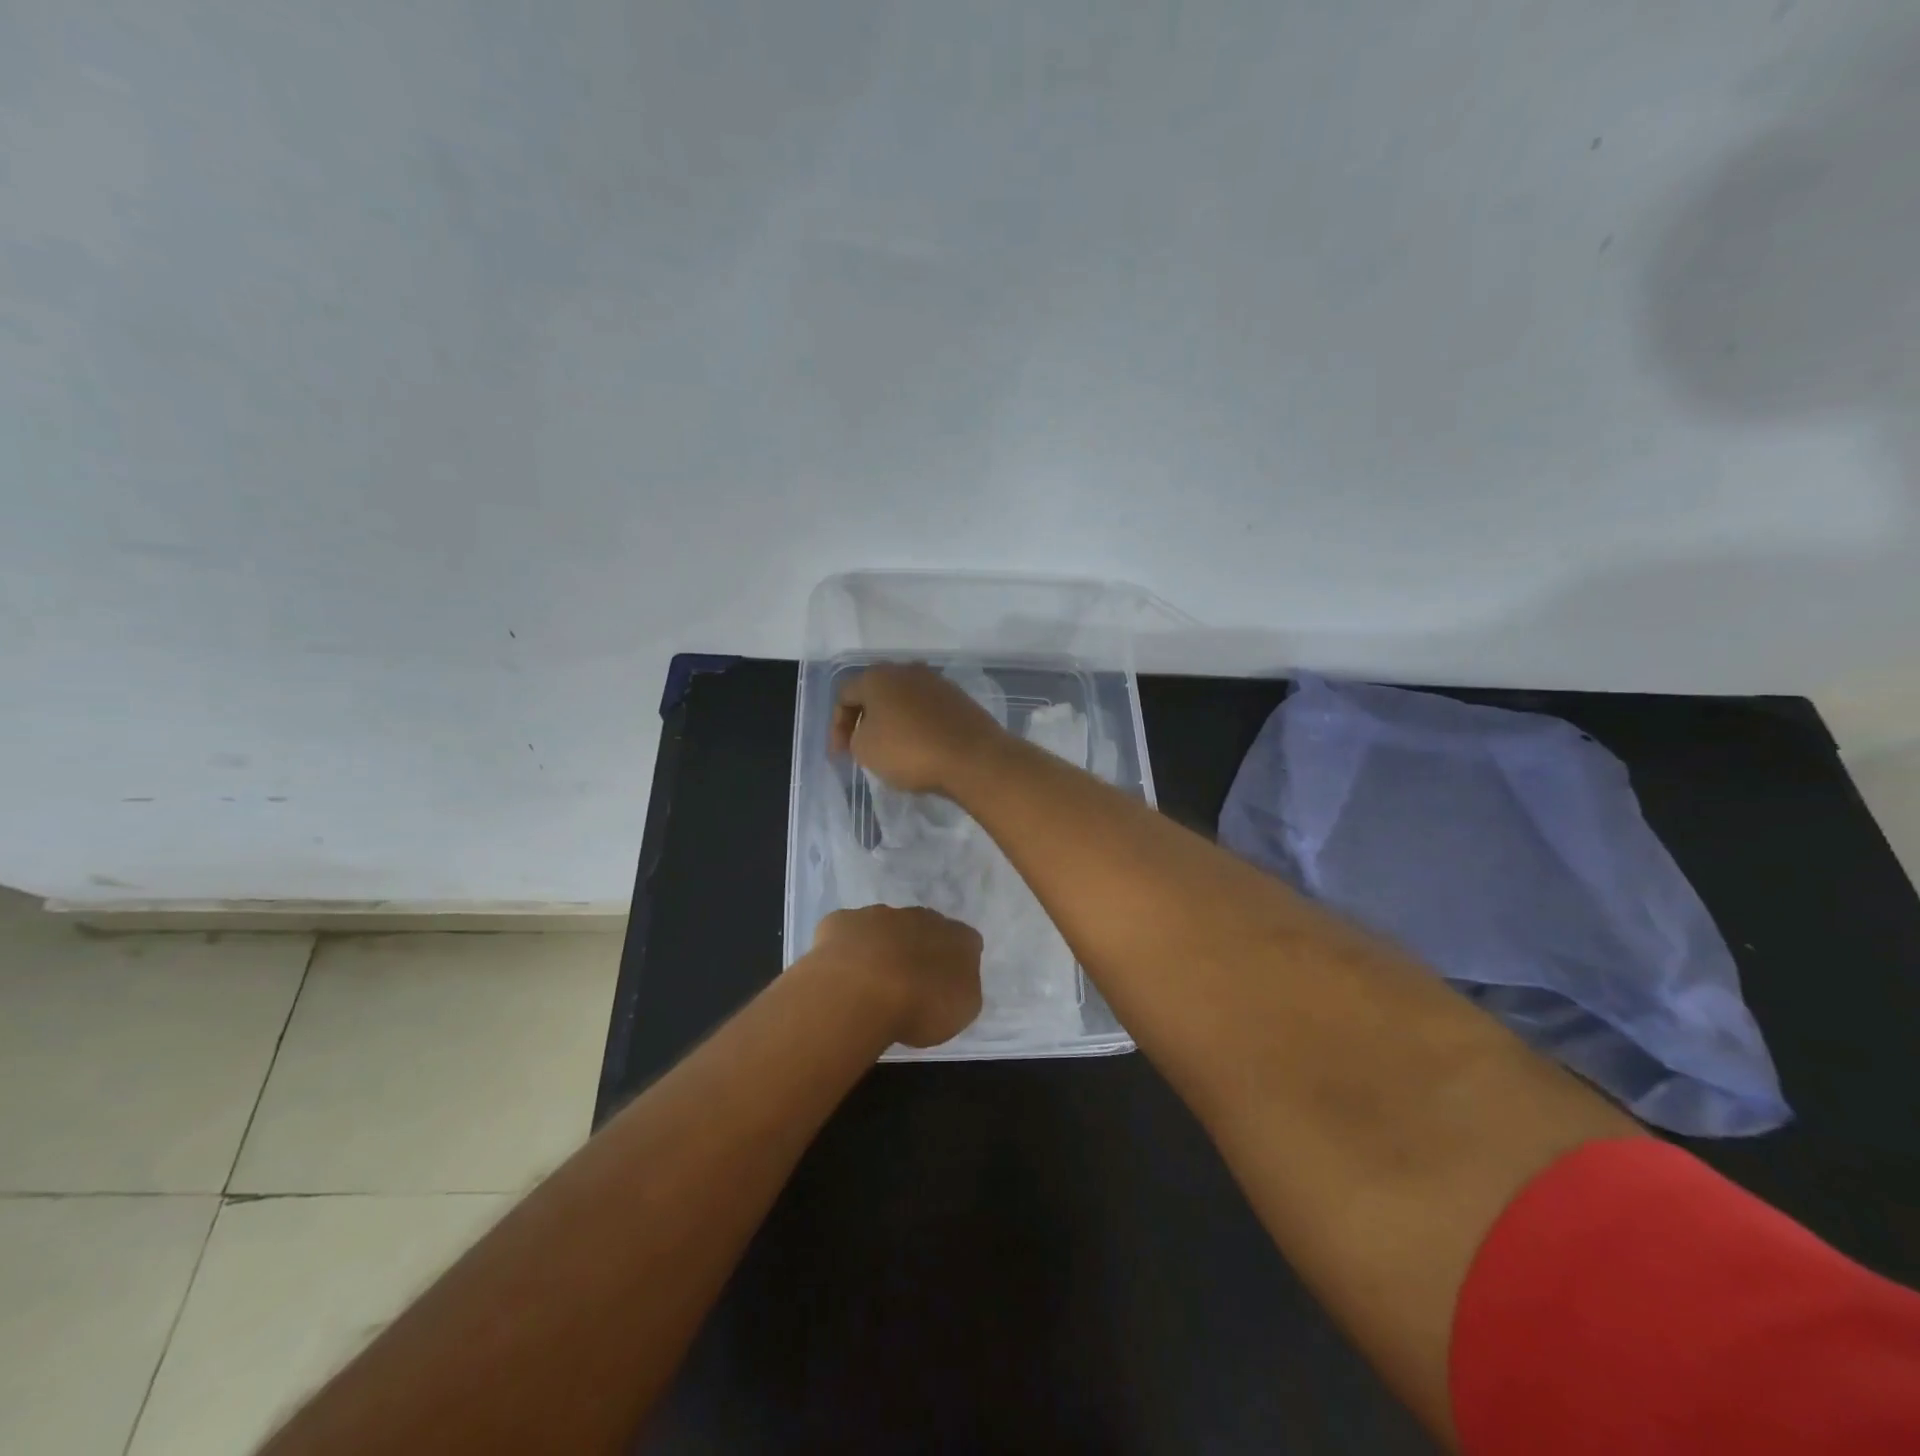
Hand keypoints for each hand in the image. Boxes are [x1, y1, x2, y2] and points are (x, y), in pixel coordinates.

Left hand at [810, 905, 983, 1047]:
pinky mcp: (841, 921)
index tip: (945, 987)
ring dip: (881, 947)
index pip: (967, 942)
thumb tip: (953, 980)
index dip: (956, 963)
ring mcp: (878, 914)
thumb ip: (962, 988)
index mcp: (957, 937)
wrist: (860, 992)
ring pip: (885, 926)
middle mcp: (920, 916)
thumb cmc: (921, 1006)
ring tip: (870, 984)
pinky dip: (846, 949)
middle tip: (907, 985)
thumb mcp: (961, 1010)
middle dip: (917, 950)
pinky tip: (841, 974)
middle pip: (924, 928)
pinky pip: (847, 932)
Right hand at [831, 663, 1006, 795]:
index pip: (845, 695)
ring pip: (903, 700)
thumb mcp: (865, 749)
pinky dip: (917, 725)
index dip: (837, 726)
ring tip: (891, 748)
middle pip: (876, 692)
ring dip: (892, 721)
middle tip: (861, 746)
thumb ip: (856, 735)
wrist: (973, 758)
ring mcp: (937, 682)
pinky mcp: (959, 699)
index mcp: (878, 676)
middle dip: (865, 719)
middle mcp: (907, 670)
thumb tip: (869, 731)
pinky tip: (919, 747)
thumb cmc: (909, 751)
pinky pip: (927, 710)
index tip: (840, 755)